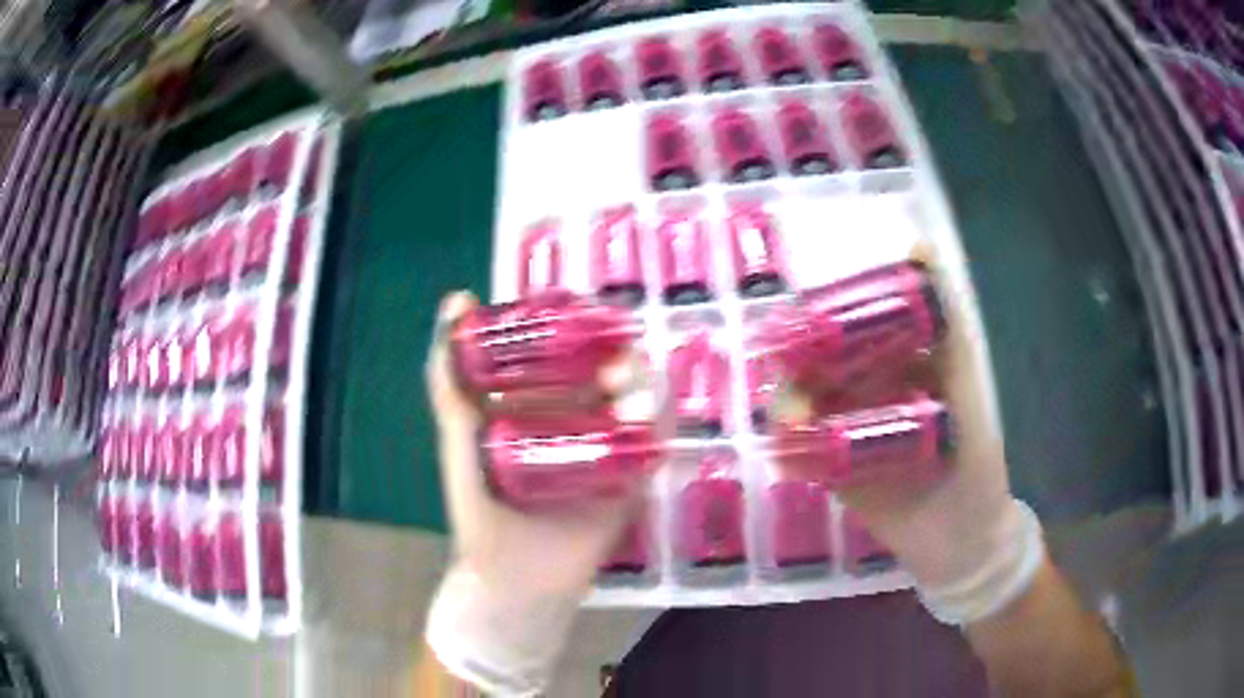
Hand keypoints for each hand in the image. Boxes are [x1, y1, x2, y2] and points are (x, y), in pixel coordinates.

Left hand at [424, 291, 646, 695]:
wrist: (513, 581)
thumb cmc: (478, 512)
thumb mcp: (457, 440)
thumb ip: (449, 380)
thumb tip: (457, 299)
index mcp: (536, 404)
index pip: (567, 348)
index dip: (580, 324)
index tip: (584, 311)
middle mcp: (575, 419)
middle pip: (610, 370)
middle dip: (619, 358)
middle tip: (613, 366)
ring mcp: (606, 448)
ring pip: (639, 402)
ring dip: (644, 389)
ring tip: (629, 398)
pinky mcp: (630, 480)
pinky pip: (655, 444)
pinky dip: (662, 424)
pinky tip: (650, 420)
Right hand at [780, 265, 1043, 624]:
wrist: (963, 538)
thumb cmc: (974, 455)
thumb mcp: (966, 382)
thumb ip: (947, 324)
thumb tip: (920, 246)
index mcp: (895, 363)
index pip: (849, 326)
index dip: (821, 314)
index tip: (805, 312)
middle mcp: (867, 392)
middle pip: (816, 366)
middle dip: (795, 366)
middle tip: (790, 371)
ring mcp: (848, 435)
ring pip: (803, 409)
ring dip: (789, 409)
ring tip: (792, 421)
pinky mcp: (836, 475)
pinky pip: (802, 457)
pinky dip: (789, 451)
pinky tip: (786, 452)